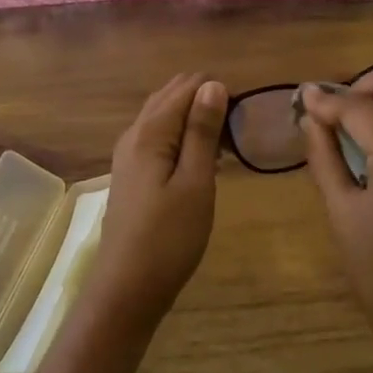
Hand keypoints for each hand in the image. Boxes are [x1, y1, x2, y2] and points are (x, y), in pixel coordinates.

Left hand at [78, 73, 226, 342]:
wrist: (127, 289)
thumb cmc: (169, 237)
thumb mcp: (195, 182)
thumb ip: (202, 131)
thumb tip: (212, 83)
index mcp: (150, 131)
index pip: (186, 87)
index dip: (218, 92)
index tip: (246, 115)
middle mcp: (134, 134)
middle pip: (171, 96)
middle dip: (205, 101)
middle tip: (238, 128)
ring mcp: (128, 155)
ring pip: (163, 117)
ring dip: (194, 120)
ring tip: (226, 142)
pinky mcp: (131, 174)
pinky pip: (158, 138)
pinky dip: (181, 137)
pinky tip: (202, 159)